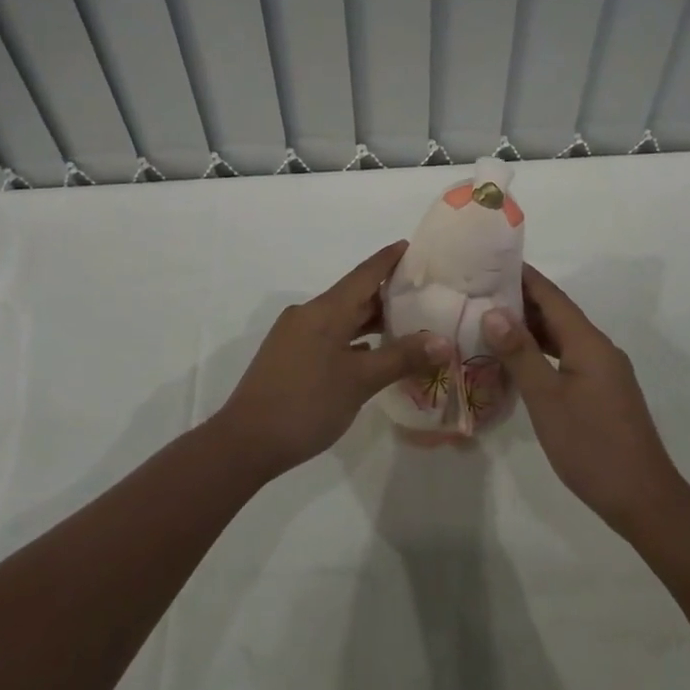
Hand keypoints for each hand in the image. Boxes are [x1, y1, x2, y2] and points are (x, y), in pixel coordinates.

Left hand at [214, 243, 449, 479]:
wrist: (245, 442)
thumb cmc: (306, 404)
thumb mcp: (360, 381)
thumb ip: (402, 358)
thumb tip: (444, 342)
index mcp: (326, 310)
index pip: (364, 274)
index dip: (388, 260)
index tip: (412, 246)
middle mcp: (309, 314)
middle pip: (354, 295)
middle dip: (387, 294)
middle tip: (423, 294)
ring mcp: (296, 336)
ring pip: (341, 318)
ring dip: (371, 321)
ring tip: (407, 324)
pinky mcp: (290, 357)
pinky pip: (330, 336)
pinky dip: (354, 340)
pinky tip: (372, 354)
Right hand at [484, 265, 688, 533]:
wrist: (644, 500)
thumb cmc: (591, 446)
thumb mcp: (547, 399)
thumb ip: (520, 353)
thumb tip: (493, 311)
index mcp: (588, 343)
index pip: (551, 296)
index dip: (523, 276)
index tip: (490, 262)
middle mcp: (599, 349)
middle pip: (558, 313)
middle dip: (521, 300)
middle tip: (479, 291)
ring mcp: (604, 371)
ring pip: (562, 337)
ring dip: (530, 327)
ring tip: (490, 320)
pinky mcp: (603, 392)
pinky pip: (568, 357)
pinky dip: (542, 351)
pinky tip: (519, 360)